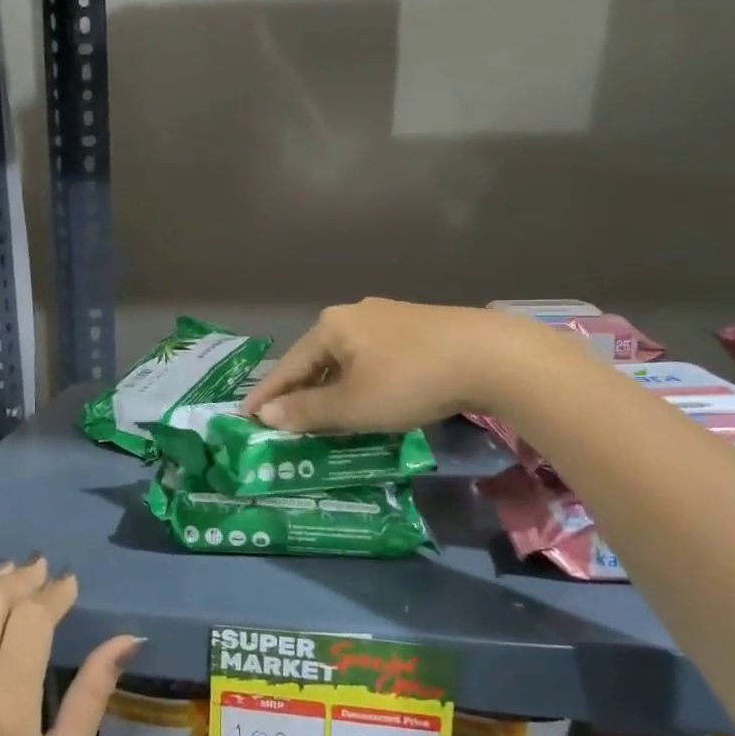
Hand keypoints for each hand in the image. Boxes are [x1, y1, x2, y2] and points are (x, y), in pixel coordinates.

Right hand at [242, 298, 532, 431]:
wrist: (490, 356)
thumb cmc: (409, 380)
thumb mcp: (352, 405)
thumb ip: (307, 412)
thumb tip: (266, 414)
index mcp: (330, 327)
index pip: (288, 366)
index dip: (266, 395)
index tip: (245, 417)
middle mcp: (354, 314)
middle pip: (315, 359)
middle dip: (300, 392)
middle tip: (284, 421)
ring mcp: (387, 317)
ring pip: (346, 359)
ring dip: (331, 388)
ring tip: (323, 415)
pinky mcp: (416, 327)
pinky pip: (372, 358)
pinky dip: (359, 381)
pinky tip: (367, 397)